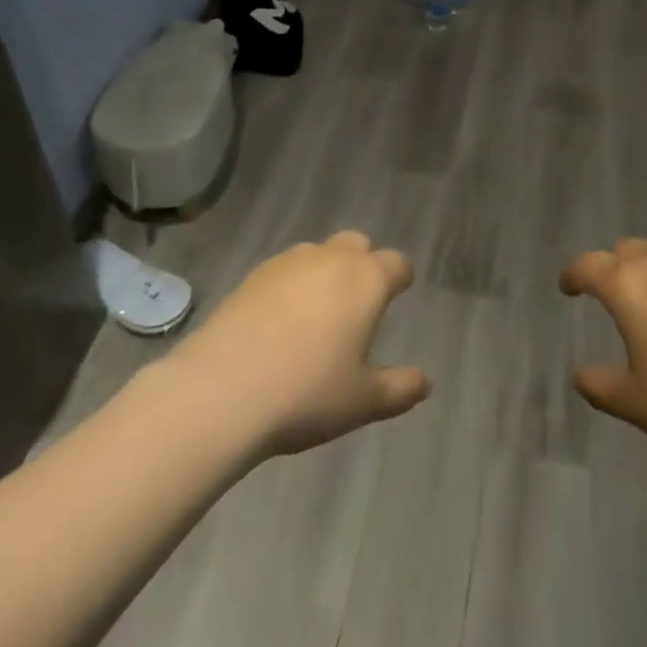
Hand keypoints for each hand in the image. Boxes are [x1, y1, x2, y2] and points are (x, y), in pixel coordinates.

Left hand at [167, 231, 429, 458]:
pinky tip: (279, 320)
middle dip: (363, 264)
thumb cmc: (306, 393)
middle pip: (357, 244)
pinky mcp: (252, 275)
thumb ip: (399, 388)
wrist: (221, 389)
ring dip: (325, 271)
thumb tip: (425, 382)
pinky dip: (291, 285)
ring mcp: (288, 263)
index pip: (396, 263)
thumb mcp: (362, 401)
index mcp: (366, 281)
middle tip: (358, 303)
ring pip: (318, 253)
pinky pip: (284, 269)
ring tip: (317, 313)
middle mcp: (331, 259)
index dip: (401, 278)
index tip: (399, 294)